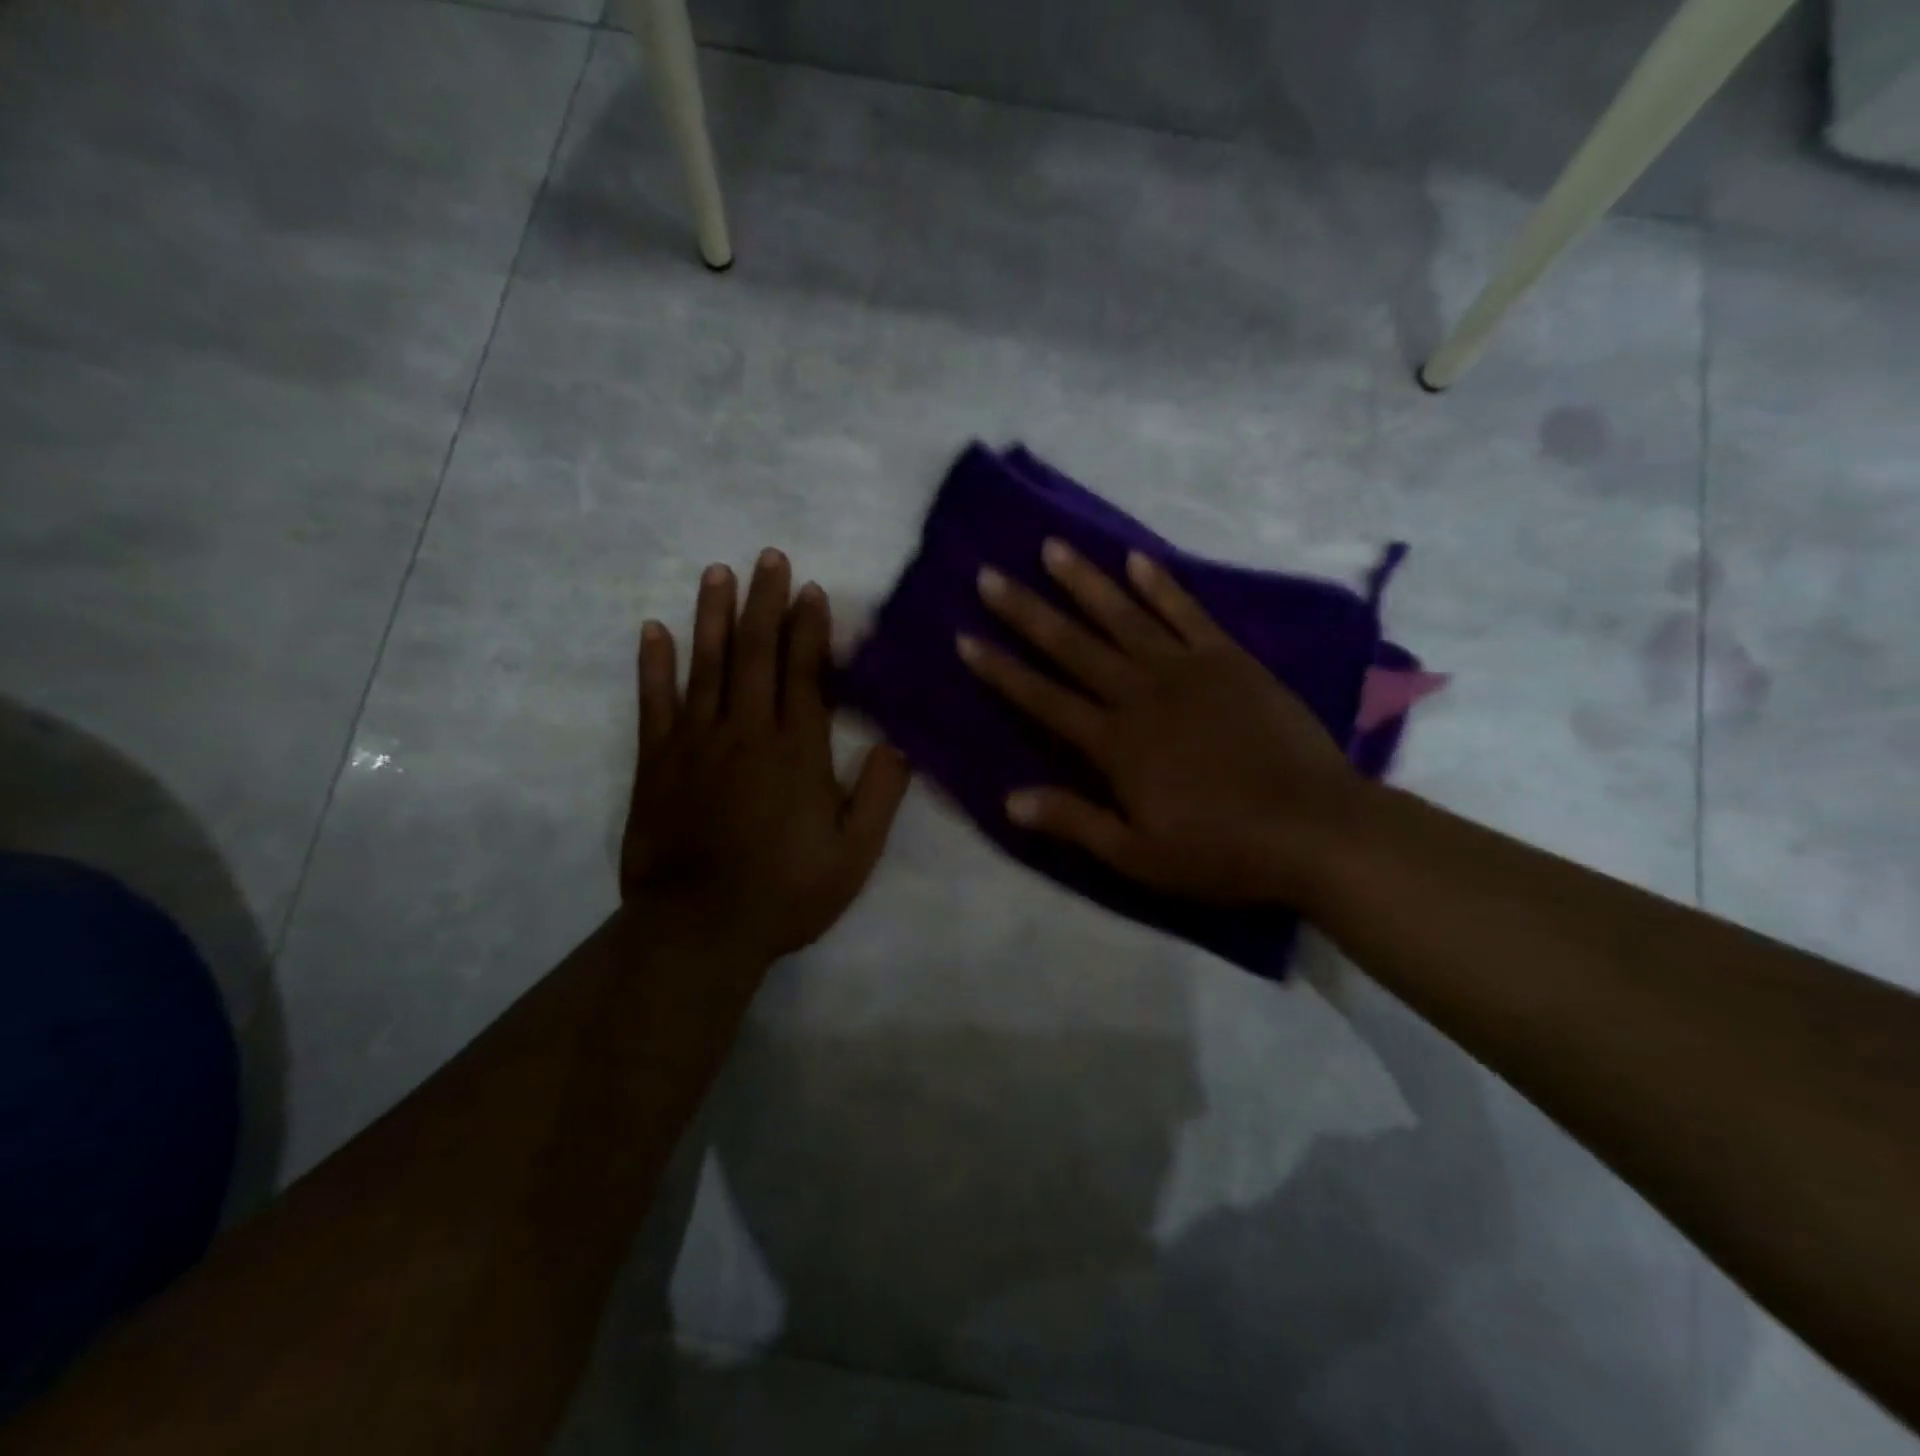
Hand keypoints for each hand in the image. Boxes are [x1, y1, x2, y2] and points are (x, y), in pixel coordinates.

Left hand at [621, 550, 911, 971]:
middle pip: (756, 654)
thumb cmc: (786, 892)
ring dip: (714, 616)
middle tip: (768, 558)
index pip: (804, 673)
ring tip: (719, 573)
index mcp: (798, 751)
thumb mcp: (855, 854)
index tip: (810, 590)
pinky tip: (653, 630)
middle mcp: (747, 732)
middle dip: (765, 602)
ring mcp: (696, 742)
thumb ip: (880, 795)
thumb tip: (900, 743)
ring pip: (707, 665)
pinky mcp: (657, 761)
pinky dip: (653, 664)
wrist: (700, 928)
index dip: (808, 629)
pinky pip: (654, 702)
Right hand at [957, 541, 1360, 905]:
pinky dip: (1161, 586)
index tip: (966, 638)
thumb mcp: (1139, 856)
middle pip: (1074, 646)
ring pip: (1124, 617)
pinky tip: (1136, 560)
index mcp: (1116, 744)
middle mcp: (1142, 695)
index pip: (1043, 699)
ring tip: (1051, 548)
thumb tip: (1009, 800)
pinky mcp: (1231, 660)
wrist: (1316, 828)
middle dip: (1027, 612)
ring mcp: (1188, 670)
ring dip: (1085, 583)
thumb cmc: (1222, 850)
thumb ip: (1074, 821)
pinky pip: (1188, 613)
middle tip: (990, 576)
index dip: (1001, 671)